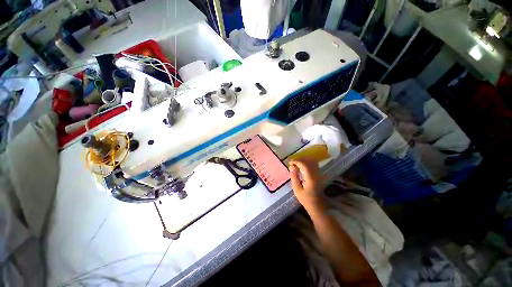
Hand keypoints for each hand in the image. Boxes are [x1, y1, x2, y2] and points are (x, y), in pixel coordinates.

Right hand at [289, 159, 324, 213]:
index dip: (296, 162)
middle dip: (299, 160)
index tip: (289, 162)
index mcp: (310, 178)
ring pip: (311, 162)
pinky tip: (301, 166)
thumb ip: (294, 177)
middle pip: (308, 162)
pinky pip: (313, 165)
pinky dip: (306, 163)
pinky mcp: (318, 176)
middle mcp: (315, 174)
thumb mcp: (297, 190)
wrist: (317, 206)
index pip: (303, 165)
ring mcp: (318, 175)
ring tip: (295, 164)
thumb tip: (291, 167)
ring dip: (303, 161)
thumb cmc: (306, 199)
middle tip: (291, 163)